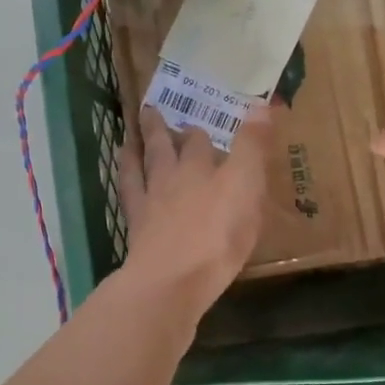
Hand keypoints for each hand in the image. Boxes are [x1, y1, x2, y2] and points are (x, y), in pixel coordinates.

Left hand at [118, 106, 274, 315]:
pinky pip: (128, 196)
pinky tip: (123, 177)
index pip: (200, 142)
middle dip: (160, 130)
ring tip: (129, 137)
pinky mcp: (137, 230)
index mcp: (202, 169)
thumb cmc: (218, 236)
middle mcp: (172, 179)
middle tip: (152, 112)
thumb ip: (252, 148)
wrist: (172, 280)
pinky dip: (124, 179)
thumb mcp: (246, 188)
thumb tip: (260, 104)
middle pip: (164, 149)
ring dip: (135, 149)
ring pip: (140, 167)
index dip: (200, 130)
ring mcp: (149, 204)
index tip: (199, 122)